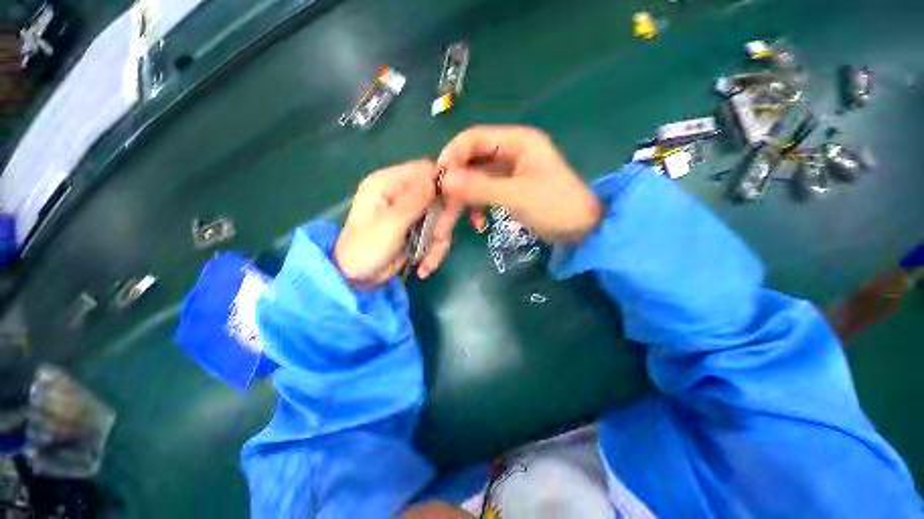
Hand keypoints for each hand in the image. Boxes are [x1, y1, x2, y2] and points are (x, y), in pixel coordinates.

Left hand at [335, 160, 438, 287]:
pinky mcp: (417, 229)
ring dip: (438, 242)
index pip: (424, 170)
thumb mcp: (390, 224)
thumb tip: (437, 179)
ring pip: (441, 219)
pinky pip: (436, 234)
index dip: (442, 184)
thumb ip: (413, 201)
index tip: (451, 205)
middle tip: (439, 238)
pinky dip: (434, 251)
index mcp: (388, 183)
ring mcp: (411, 213)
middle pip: (438, 196)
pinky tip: (424, 267)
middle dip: (442, 221)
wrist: (357, 279)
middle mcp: (401, 194)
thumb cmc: (366, 249)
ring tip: (427, 263)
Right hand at [430, 126, 601, 263]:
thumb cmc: (555, 207)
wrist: (581, 230)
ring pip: (476, 179)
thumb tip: (444, 180)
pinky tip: (479, 223)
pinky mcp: (509, 189)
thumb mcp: (516, 197)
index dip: (452, 155)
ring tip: (459, 218)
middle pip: (472, 160)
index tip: (438, 179)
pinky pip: (485, 192)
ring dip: (466, 198)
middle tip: (443, 202)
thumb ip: (479, 187)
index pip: (473, 138)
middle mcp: (511, 151)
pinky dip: (478, 206)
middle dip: (456, 182)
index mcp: (517, 141)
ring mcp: (509, 171)